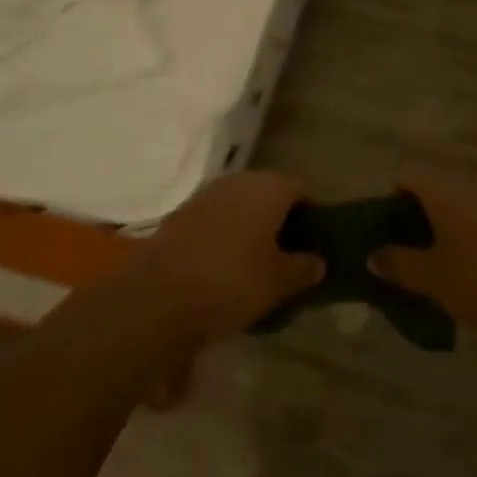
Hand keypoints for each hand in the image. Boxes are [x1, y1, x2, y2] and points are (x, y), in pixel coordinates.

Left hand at [132, 171, 323, 345]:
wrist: (159, 295)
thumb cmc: (233, 282)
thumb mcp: (279, 282)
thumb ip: (304, 268)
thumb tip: (318, 261)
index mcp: (267, 187)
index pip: (301, 189)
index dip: (313, 213)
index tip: (318, 240)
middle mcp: (237, 181)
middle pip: (269, 193)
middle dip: (281, 218)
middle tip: (291, 252)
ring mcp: (206, 195)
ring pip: (240, 205)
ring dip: (252, 226)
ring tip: (260, 262)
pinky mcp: (181, 214)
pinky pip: (216, 218)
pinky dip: (227, 234)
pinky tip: (228, 265)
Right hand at [372, 164, 476, 341]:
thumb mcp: (431, 279)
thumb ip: (397, 263)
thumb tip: (373, 255)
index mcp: (445, 187)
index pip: (408, 173)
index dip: (395, 197)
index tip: (394, 229)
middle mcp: (475, 179)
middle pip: (440, 182)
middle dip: (427, 208)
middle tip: (421, 245)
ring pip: (469, 195)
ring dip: (457, 216)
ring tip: (455, 254)